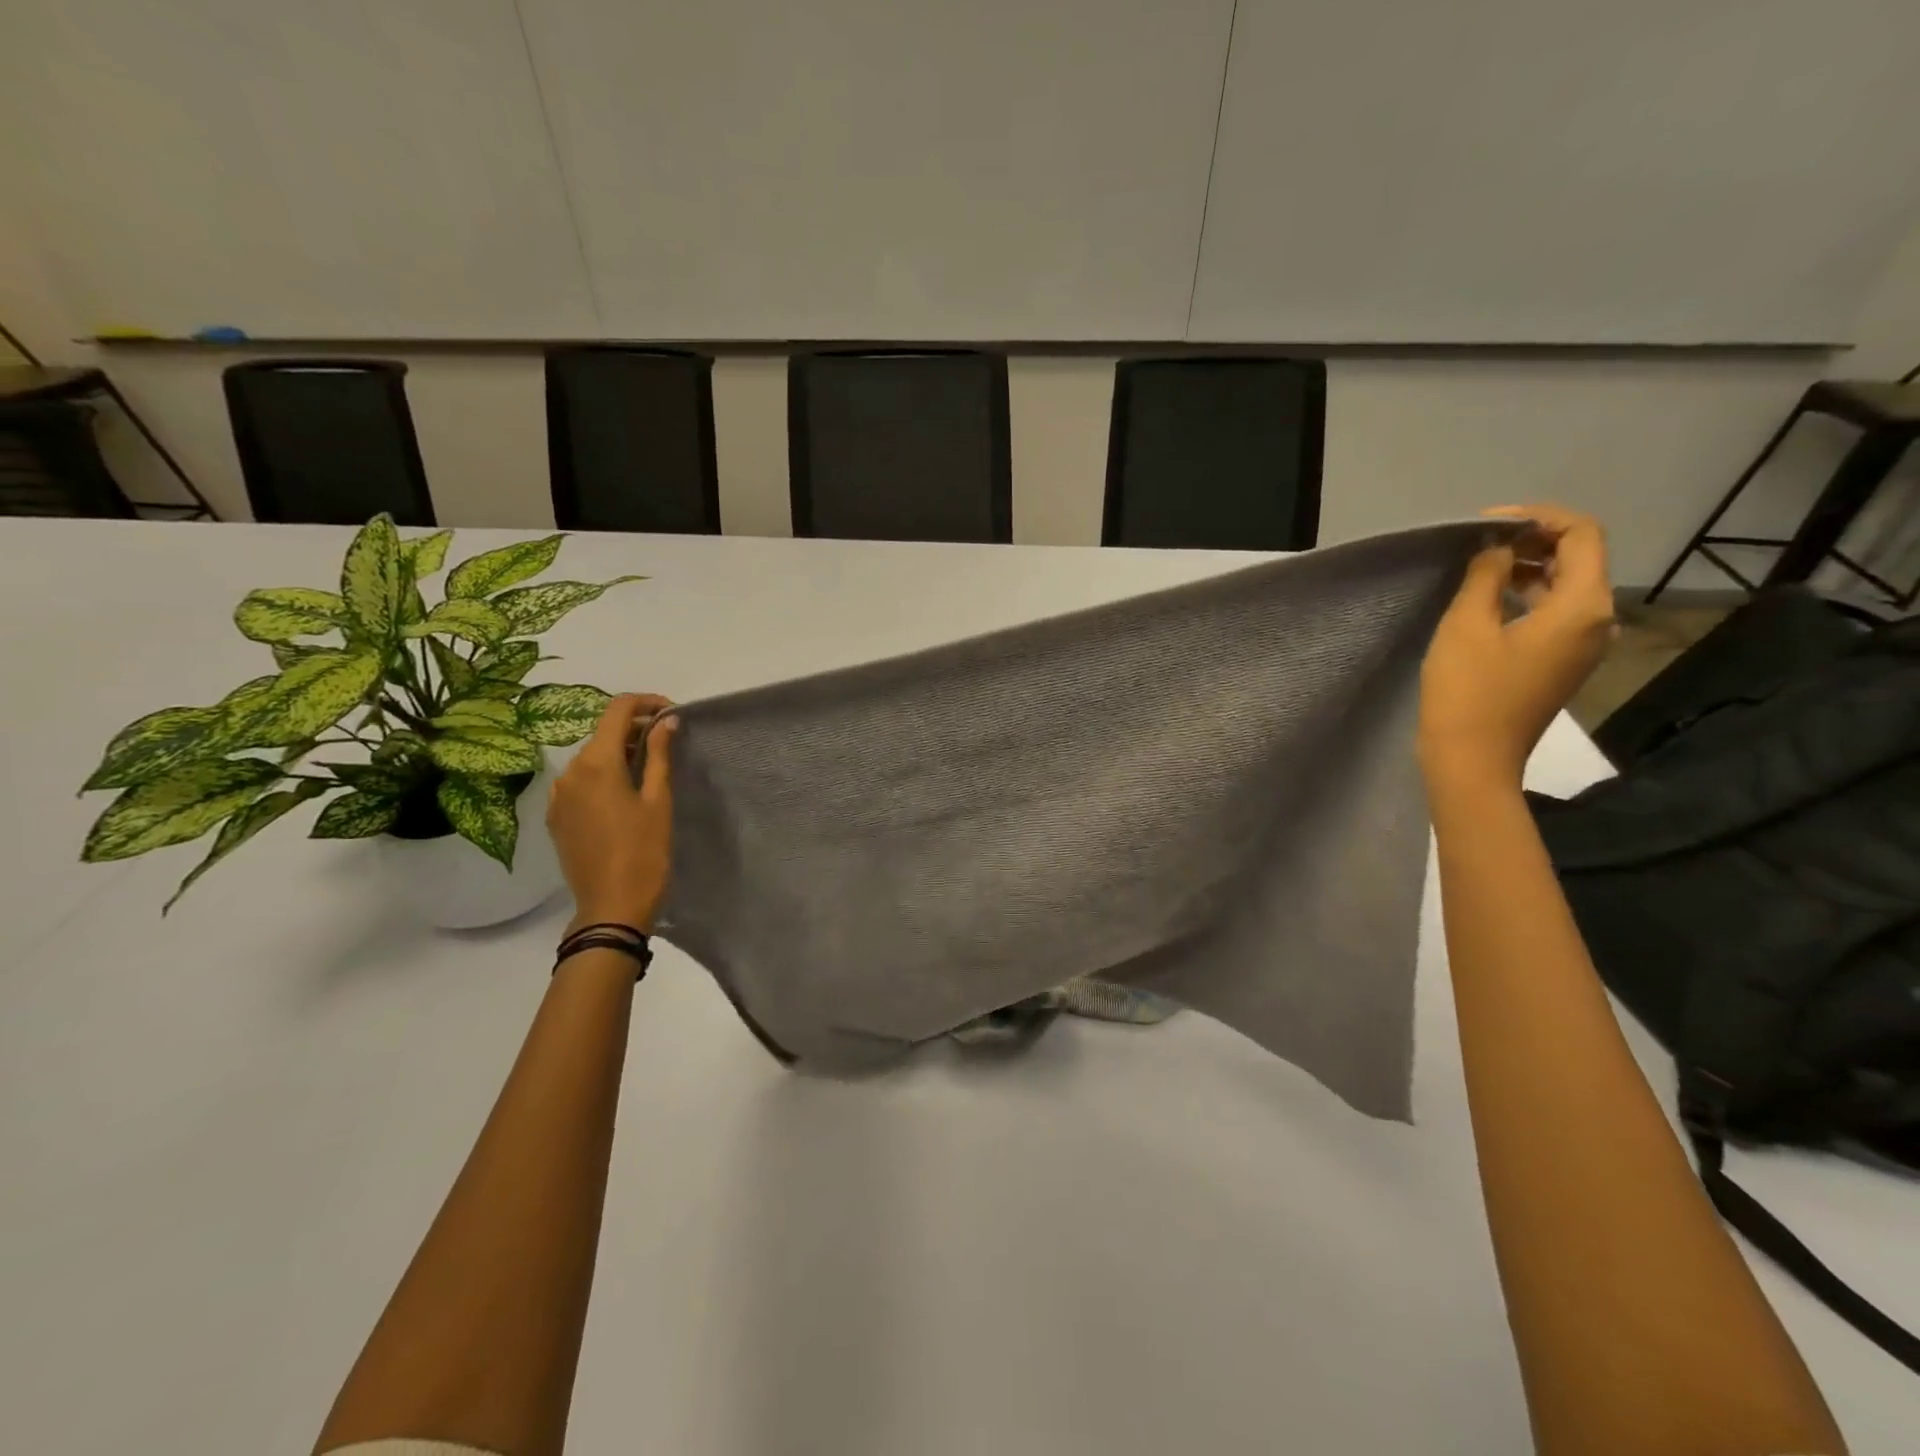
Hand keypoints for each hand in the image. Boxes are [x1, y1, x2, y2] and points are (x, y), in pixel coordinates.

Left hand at [547, 693, 678, 932]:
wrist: (611, 907)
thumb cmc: (644, 852)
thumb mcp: (659, 801)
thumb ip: (659, 755)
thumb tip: (666, 720)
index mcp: (597, 763)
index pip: (618, 710)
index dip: (646, 702)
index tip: (672, 713)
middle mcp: (570, 771)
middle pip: (603, 732)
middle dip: (636, 729)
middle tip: (669, 742)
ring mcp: (558, 795)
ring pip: (591, 757)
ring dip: (620, 752)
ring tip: (650, 769)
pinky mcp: (556, 816)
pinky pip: (580, 781)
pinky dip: (603, 775)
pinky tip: (624, 794)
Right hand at [1419, 505, 1615, 787]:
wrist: (1474, 759)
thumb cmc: (1469, 691)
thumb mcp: (1467, 625)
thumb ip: (1486, 575)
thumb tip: (1497, 547)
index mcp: (1583, 606)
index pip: (1582, 534)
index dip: (1539, 517)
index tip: (1489, 522)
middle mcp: (1597, 621)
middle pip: (1580, 558)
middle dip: (1534, 539)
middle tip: (1481, 541)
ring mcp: (1583, 645)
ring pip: (1566, 585)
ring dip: (1528, 567)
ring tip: (1479, 566)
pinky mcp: (1562, 662)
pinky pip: (1555, 613)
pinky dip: (1527, 595)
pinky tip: (1489, 599)